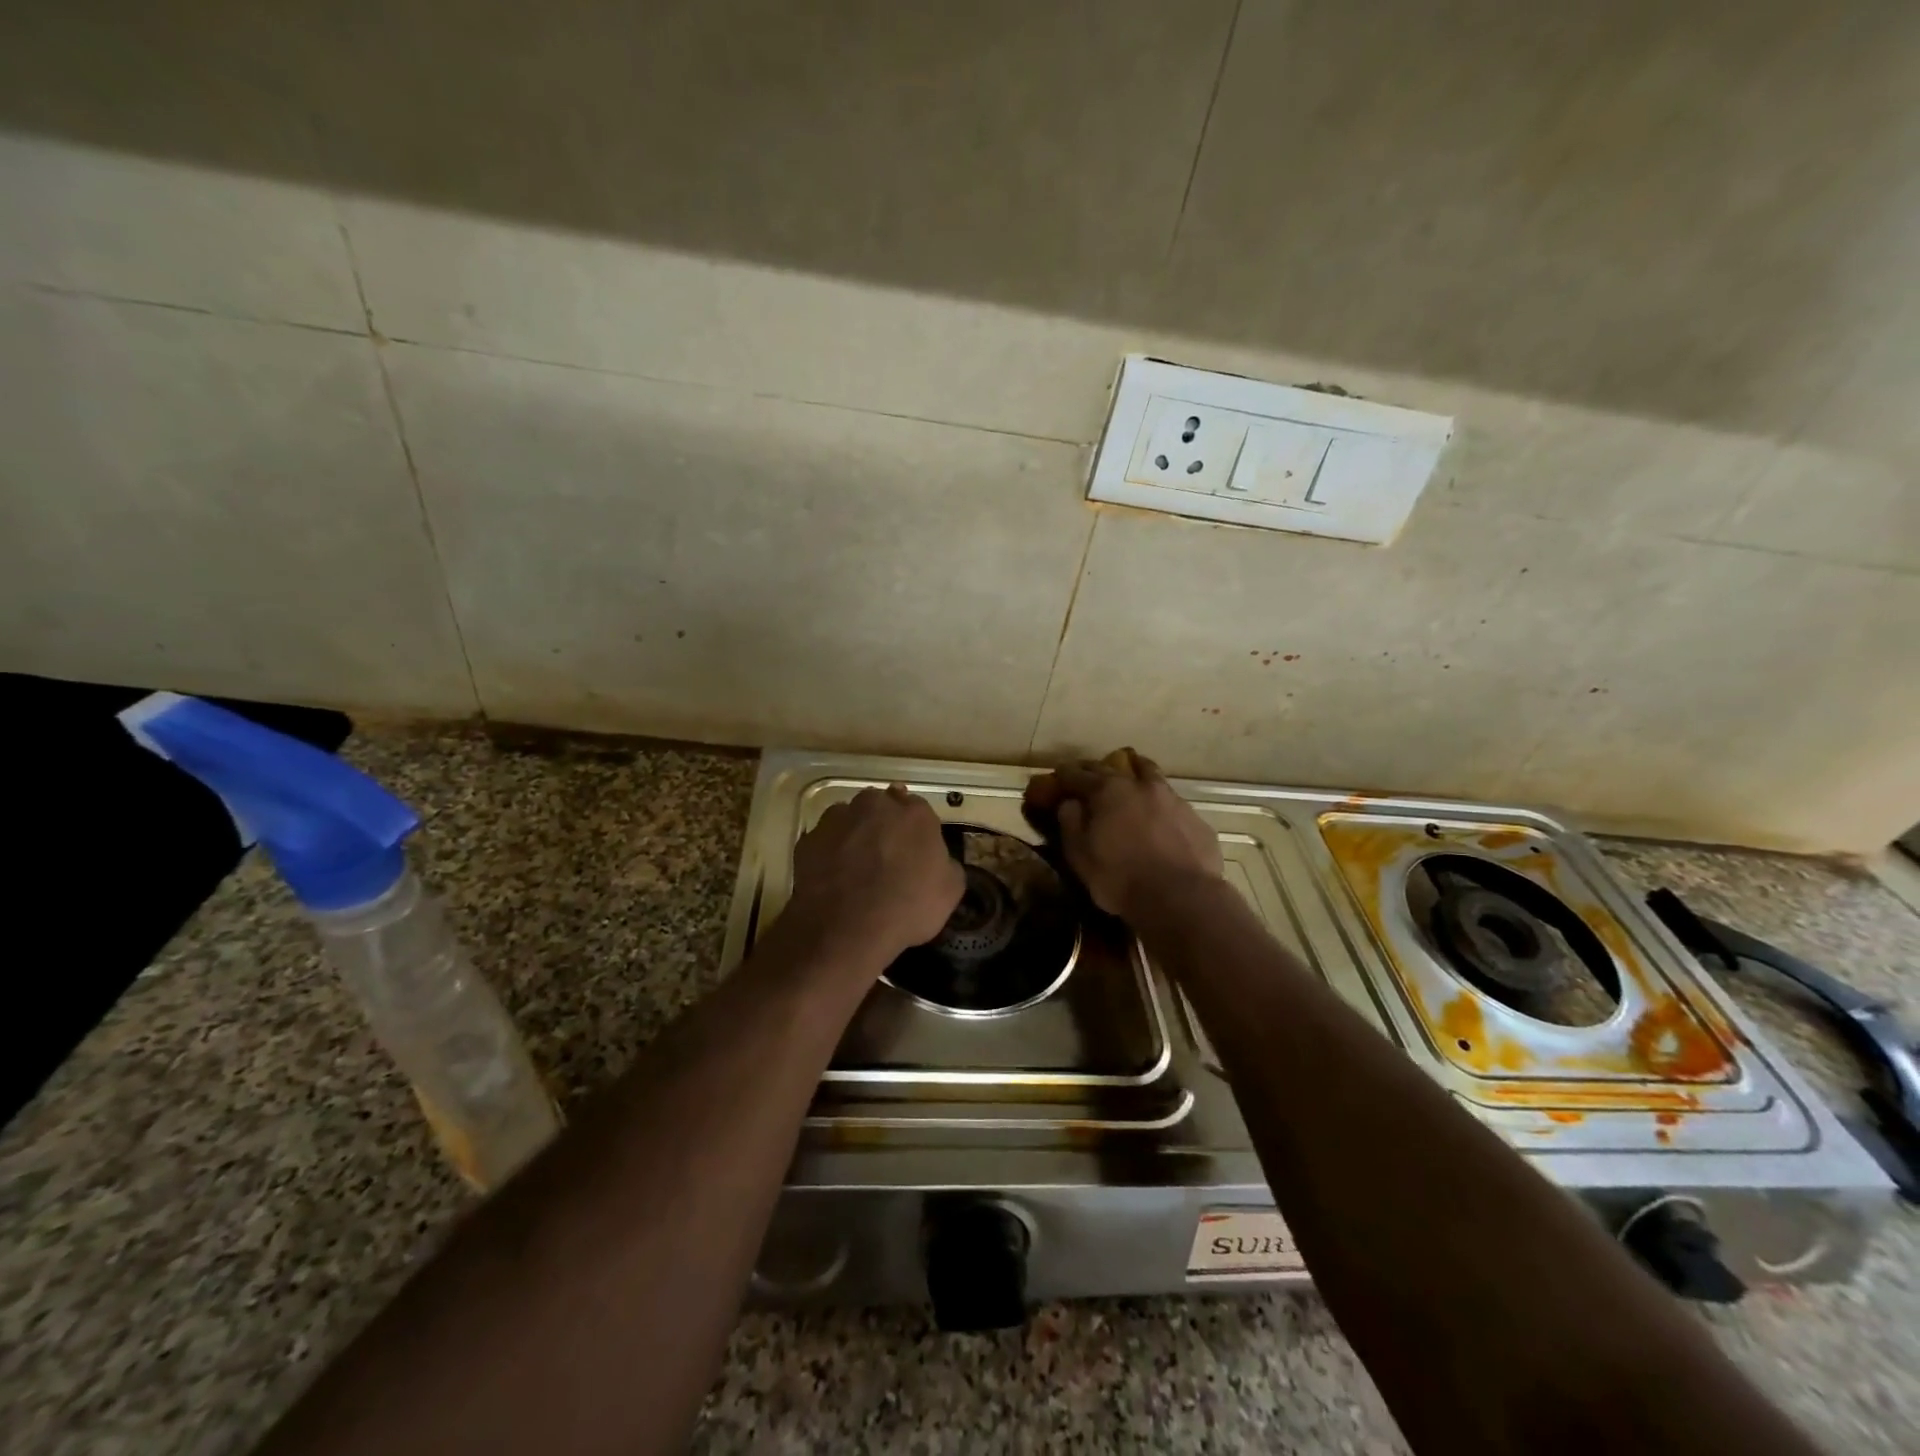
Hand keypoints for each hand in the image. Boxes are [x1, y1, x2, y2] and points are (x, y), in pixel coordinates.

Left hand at [787, 785, 964, 964]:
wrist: (846, 929)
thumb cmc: (907, 907)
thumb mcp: (950, 892)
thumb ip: (946, 864)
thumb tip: (939, 861)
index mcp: (915, 813)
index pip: (918, 809)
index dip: (916, 831)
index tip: (915, 851)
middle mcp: (875, 805)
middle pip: (882, 806)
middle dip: (884, 824)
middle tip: (886, 856)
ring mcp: (838, 819)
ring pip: (850, 818)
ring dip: (855, 834)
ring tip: (856, 868)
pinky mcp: (809, 838)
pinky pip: (825, 840)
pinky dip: (829, 852)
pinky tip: (833, 877)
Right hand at [1024, 748, 1222, 920]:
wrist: (1181, 898)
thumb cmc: (1120, 878)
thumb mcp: (1080, 856)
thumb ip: (1070, 823)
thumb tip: (1069, 803)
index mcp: (1108, 791)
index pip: (1077, 774)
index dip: (1064, 774)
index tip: (1058, 776)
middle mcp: (1140, 785)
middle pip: (1114, 767)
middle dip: (1096, 770)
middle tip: (1087, 777)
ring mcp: (1172, 799)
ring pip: (1149, 774)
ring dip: (1135, 774)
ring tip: (1129, 783)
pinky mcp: (1195, 818)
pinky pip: (1172, 803)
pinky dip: (1159, 805)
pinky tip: (1159, 820)